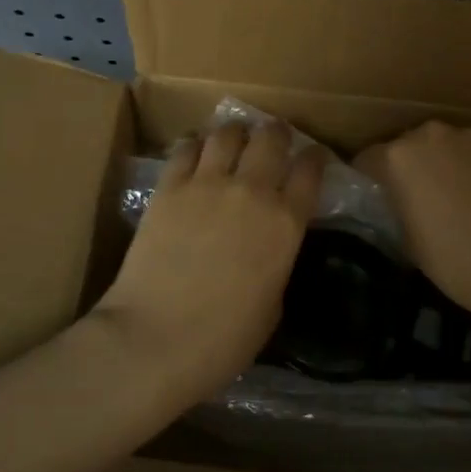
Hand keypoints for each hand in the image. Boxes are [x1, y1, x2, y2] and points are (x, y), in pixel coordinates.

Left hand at [95, 122, 324, 396]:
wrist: (156, 338)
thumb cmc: (224, 338)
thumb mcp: (273, 304)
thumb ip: (276, 261)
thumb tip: (268, 246)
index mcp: (286, 223)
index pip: (310, 171)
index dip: (314, 158)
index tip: (313, 156)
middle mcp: (252, 191)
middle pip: (271, 138)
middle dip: (276, 133)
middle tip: (273, 138)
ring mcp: (207, 184)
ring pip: (227, 133)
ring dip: (236, 132)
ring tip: (233, 138)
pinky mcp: (168, 187)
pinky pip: (185, 148)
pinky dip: (195, 145)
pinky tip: (195, 151)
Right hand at [355, 122, 470, 323]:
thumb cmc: (453, 259)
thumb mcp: (406, 239)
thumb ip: (395, 208)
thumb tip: (396, 203)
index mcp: (397, 156)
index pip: (367, 159)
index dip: (368, 180)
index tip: (374, 199)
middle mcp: (431, 134)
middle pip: (409, 145)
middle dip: (409, 166)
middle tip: (417, 197)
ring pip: (447, 144)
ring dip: (445, 162)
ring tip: (457, 195)